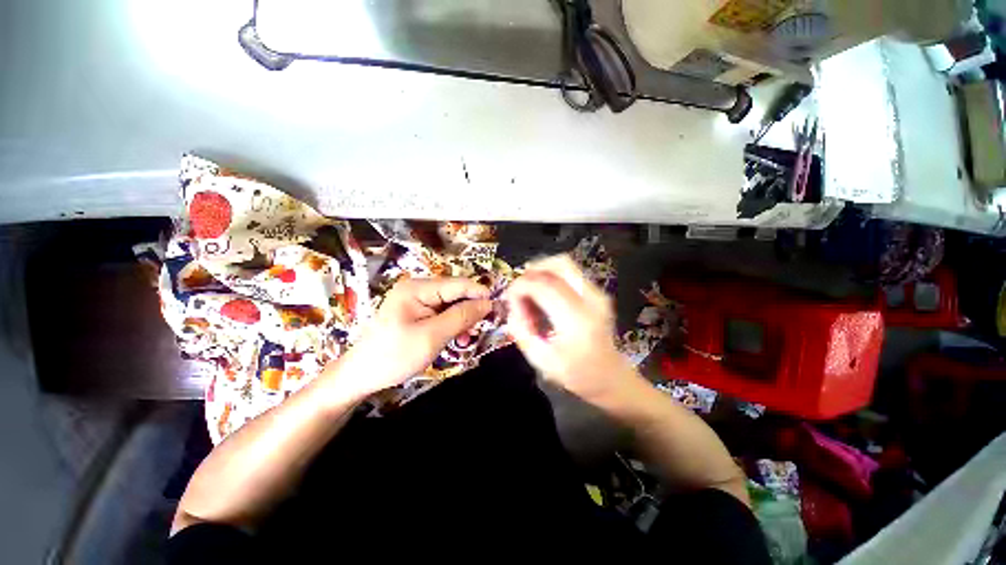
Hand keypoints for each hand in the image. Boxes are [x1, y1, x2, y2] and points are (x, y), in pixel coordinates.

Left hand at [324, 277, 491, 401]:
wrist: (362, 375)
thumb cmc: (395, 355)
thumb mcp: (432, 336)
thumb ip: (461, 316)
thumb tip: (487, 303)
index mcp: (417, 288)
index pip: (457, 284)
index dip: (479, 294)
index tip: (498, 308)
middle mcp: (418, 288)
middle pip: (455, 293)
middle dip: (470, 310)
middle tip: (480, 329)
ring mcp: (416, 299)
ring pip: (451, 304)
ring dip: (462, 320)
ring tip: (466, 339)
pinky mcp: (417, 311)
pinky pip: (442, 313)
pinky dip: (452, 324)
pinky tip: (456, 338)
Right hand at [505, 255, 634, 402]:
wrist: (610, 376)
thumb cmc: (576, 373)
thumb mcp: (541, 360)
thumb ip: (521, 330)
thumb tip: (513, 304)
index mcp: (577, 320)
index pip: (544, 286)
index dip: (521, 287)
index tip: (509, 298)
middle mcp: (591, 299)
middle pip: (559, 264)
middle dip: (532, 271)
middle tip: (519, 288)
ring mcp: (598, 293)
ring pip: (565, 263)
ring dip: (541, 271)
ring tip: (530, 290)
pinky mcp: (598, 291)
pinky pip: (570, 272)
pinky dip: (551, 276)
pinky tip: (543, 294)